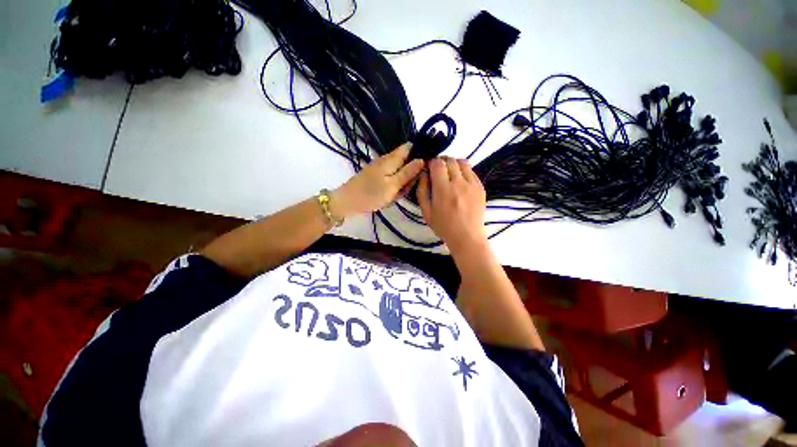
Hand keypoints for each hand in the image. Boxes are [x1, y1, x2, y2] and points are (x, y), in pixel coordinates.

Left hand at [332, 143, 423, 217]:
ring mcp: (380, 168)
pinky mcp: (376, 176)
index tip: (425, 167)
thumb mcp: (393, 185)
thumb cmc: (371, 193)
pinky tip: (389, 196)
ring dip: (401, 183)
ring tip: (396, 195)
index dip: (419, 153)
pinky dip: (393, 187)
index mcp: (391, 159)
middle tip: (405, 189)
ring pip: (399, 172)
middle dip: (410, 174)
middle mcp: (386, 159)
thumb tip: (422, 159)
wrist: (348, 201)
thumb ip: (408, 172)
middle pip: (406, 161)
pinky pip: (391, 178)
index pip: (409, 147)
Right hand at [418, 157, 487, 255]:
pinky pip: (472, 171)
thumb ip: (422, 191)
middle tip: (438, 171)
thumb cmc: (443, 226)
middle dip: (442, 162)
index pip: (437, 164)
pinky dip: (464, 171)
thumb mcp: (426, 212)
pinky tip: (460, 181)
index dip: (432, 163)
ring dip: (454, 164)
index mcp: (443, 190)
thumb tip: (423, 174)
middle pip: (450, 160)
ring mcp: (472, 184)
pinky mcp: (480, 187)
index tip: (429, 169)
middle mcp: (458, 183)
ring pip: (462, 162)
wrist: (467, 236)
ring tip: (450, 173)